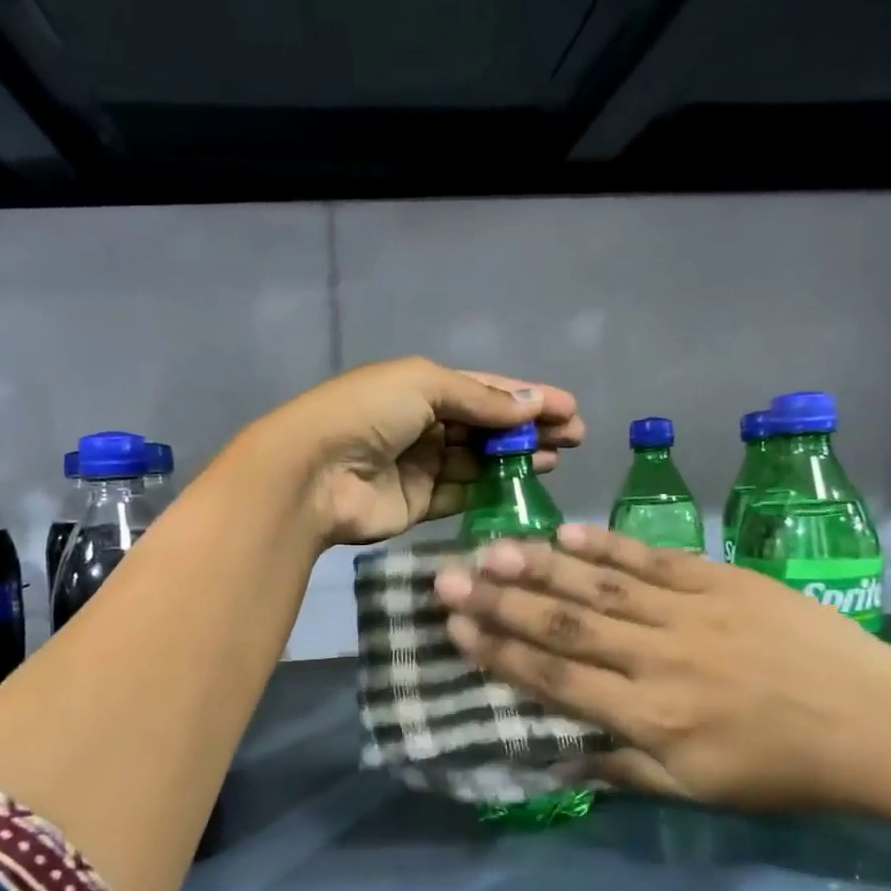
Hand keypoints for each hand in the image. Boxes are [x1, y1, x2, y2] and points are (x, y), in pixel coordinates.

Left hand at [265, 357, 583, 545]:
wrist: (314, 474)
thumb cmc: (368, 414)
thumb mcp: (425, 386)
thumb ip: (480, 398)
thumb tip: (532, 404)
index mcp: (421, 386)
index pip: (485, 390)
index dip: (527, 397)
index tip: (570, 408)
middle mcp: (423, 424)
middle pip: (486, 426)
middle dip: (530, 429)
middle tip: (576, 438)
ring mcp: (420, 466)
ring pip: (479, 461)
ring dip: (517, 459)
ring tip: (558, 460)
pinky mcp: (418, 504)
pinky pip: (463, 495)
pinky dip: (492, 491)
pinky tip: (526, 488)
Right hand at [433, 525, 890, 819]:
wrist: (878, 724)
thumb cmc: (782, 769)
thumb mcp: (697, 791)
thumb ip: (622, 770)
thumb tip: (556, 762)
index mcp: (648, 717)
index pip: (555, 680)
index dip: (499, 654)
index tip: (456, 629)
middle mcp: (655, 659)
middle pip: (563, 626)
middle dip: (499, 602)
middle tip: (447, 579)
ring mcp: (688, 613)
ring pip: (599, 587)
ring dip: (540, 568)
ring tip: (492, 549)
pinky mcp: (719, 581)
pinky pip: (651, 559)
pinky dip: (607, 547)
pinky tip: (568, 533)